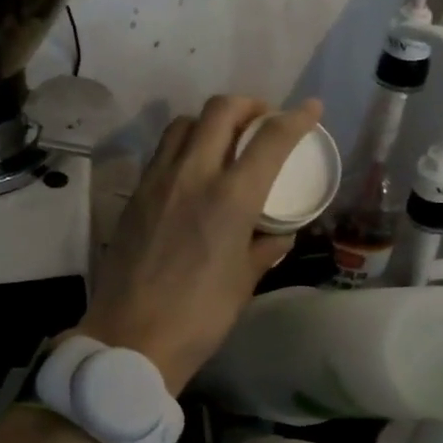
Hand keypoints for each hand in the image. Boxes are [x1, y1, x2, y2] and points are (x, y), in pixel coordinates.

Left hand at [79, 95, 322, 392]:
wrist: (131, 338)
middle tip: (261, 121)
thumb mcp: (243, 283)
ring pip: (184, 124)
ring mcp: (157, 181)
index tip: (311, 109)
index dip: (296, 118)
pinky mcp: (134, 195)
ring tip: (224, 141)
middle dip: (248, 105)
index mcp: (230, 198)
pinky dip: (183, 146)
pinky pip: (162, 152)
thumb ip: (264, 250)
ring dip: (210, 121)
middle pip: (220, 111)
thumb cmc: (199, 317)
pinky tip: (192, 171)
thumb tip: (280, 234)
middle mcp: (193, 175)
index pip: (269, 139)